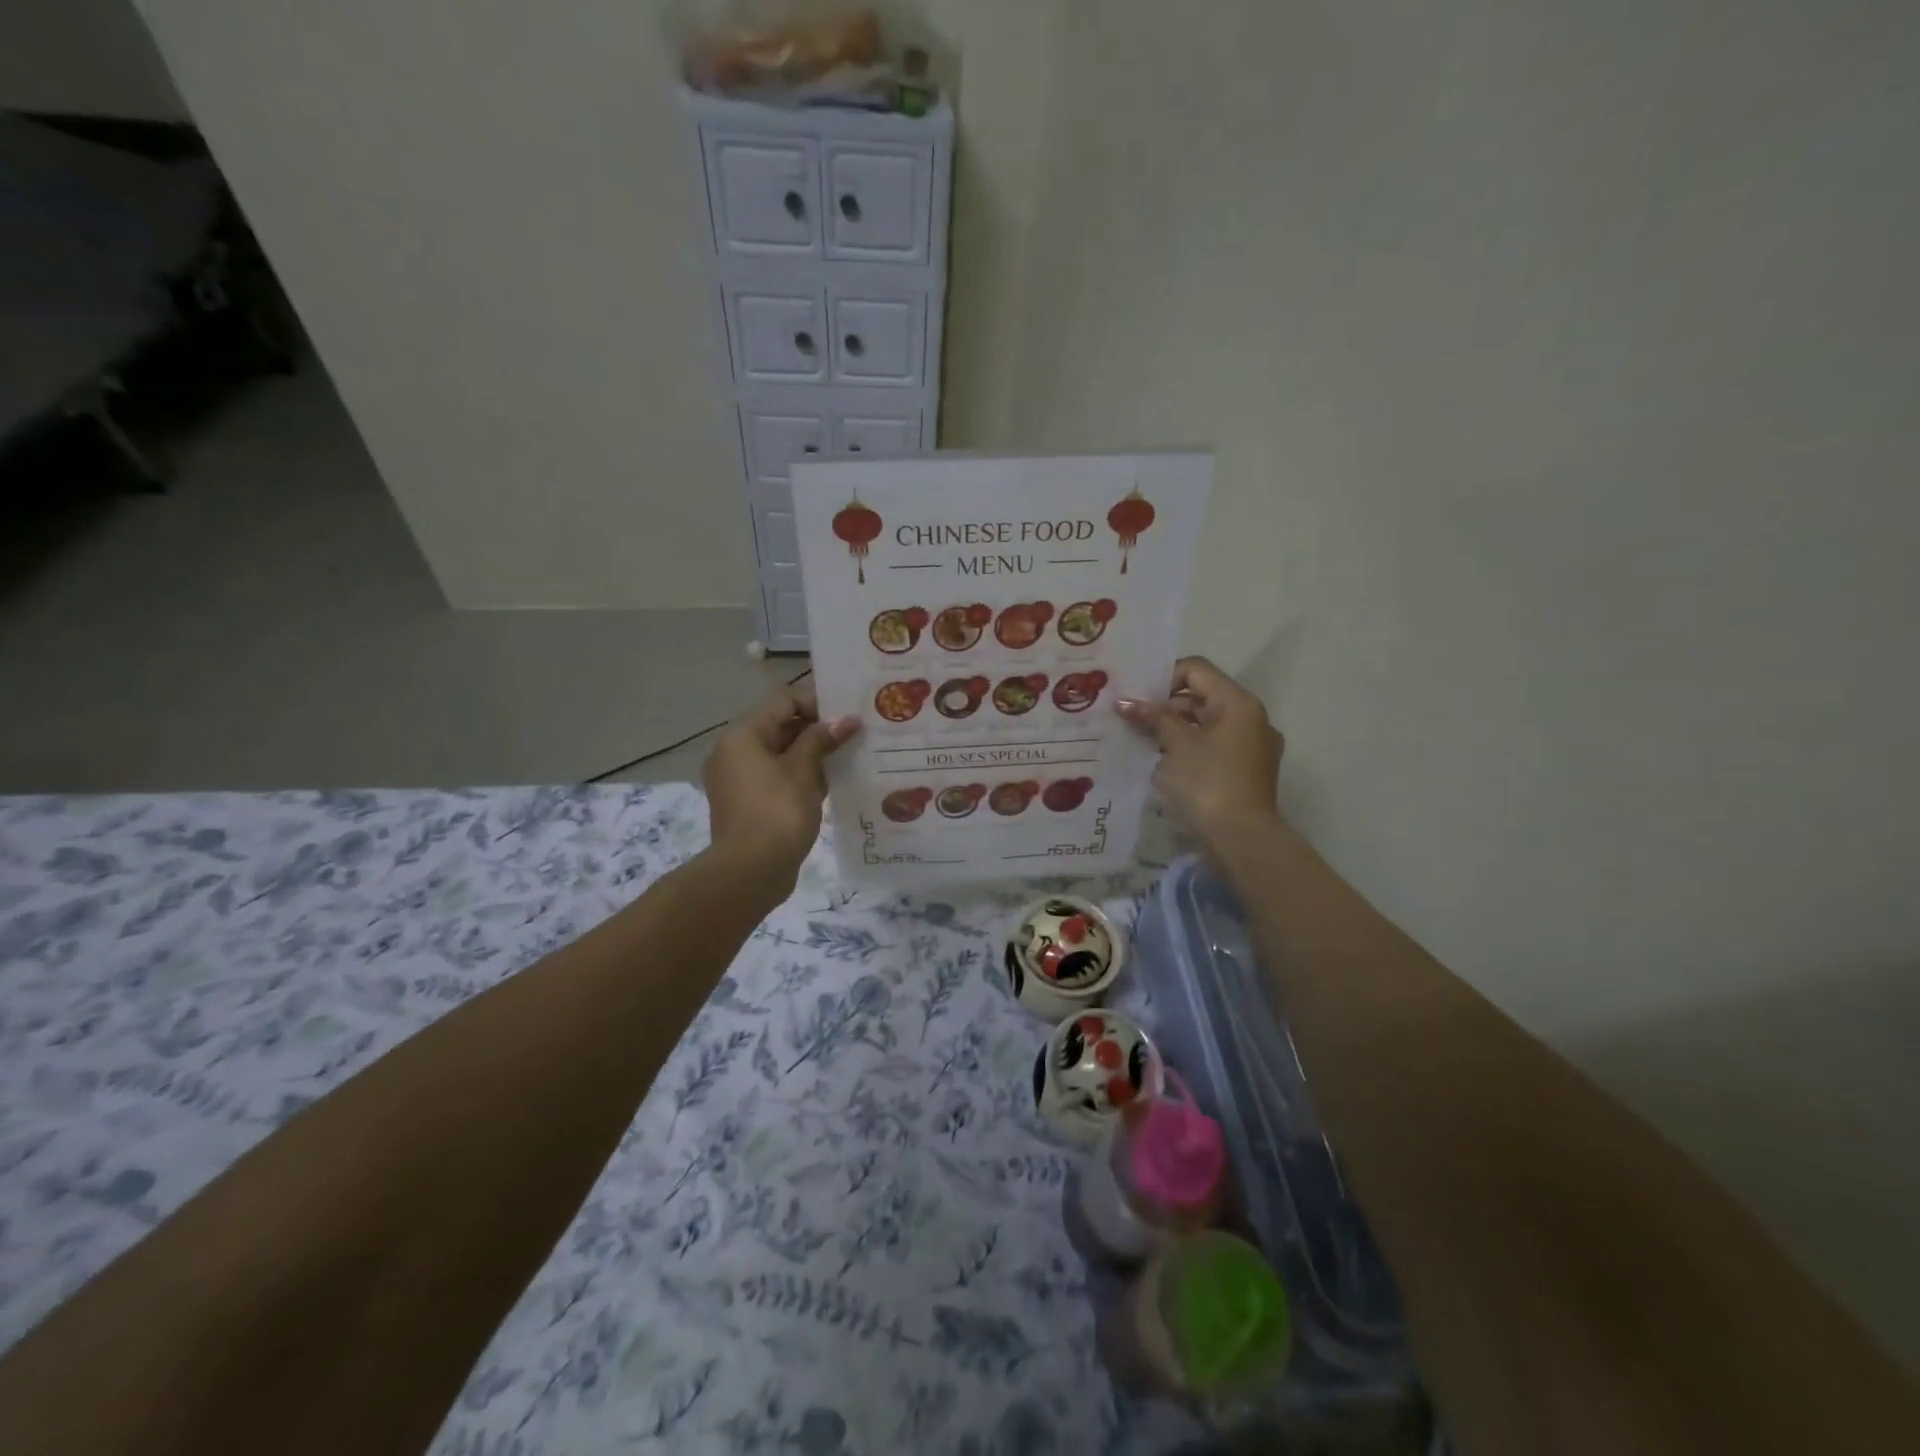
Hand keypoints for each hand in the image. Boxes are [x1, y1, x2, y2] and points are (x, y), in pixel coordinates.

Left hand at [703, 683, 858, 888]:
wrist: (750, 872)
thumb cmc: (777, 812)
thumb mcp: (804, 771)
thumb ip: (822, 740)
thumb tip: (846, 720)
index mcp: (743, 736)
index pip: (783, 701)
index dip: (818, 702)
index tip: (849, 715)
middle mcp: (735, 752)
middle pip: (781, 726)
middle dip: (818, 729)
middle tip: (856, 734)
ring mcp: (739, 780)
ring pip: (782, 754)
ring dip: (813, 754)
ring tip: (850, 756)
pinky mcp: (749, 804)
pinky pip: (778, 778)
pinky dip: (803, 776)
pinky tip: (833, 782)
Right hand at [1118, 657, 1283, 849]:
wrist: (1242, 839)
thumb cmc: (1208, 783)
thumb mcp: (1176, 746)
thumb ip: (1153, 718)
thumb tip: (1124, 701)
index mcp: (1238, 703)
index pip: (1196, 670)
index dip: (1163, 679)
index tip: (1138, 701)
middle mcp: (1251, 717)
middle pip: (1202, 695)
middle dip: (1165, 706)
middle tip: (1133, 720)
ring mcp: (1252, 745)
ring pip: (1207, 723)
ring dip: (1175, 728)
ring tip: (1143, 741)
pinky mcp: (1247, 769)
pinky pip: (1214, 745)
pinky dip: (1190, 747)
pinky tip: (1164, 762)